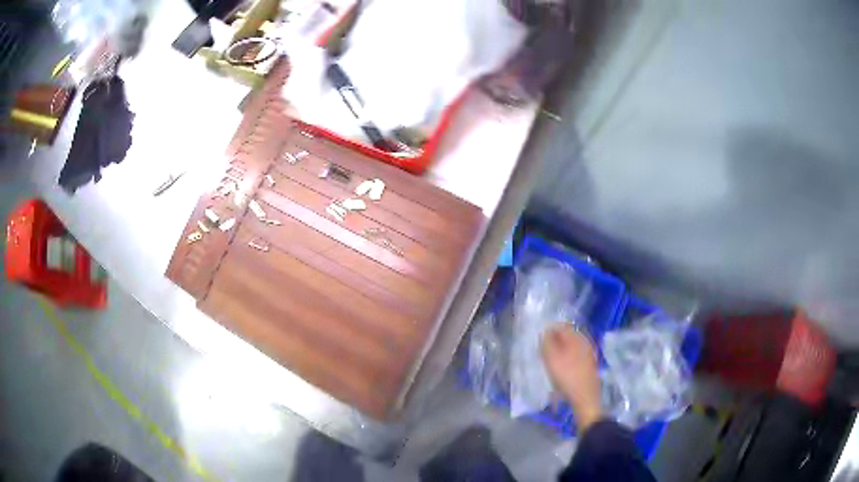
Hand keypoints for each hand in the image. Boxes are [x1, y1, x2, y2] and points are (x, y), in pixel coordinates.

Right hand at [542, 325, 601, 431]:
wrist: (585, 397)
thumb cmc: (567, 377)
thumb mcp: (551, 359)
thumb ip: (546, 343)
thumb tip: (545, 332)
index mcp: (577, 337)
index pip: (562, 326)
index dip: (549, 331)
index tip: (540, 342)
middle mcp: (585, 342)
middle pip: (568, 335)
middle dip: (555, 341)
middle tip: (544, 352)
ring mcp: (589, 353)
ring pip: (572, 346)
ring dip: (561, 351)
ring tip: (551, 362)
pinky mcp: (590, 364)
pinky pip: (576, 355)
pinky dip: (567, 358)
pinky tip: (562, 369)